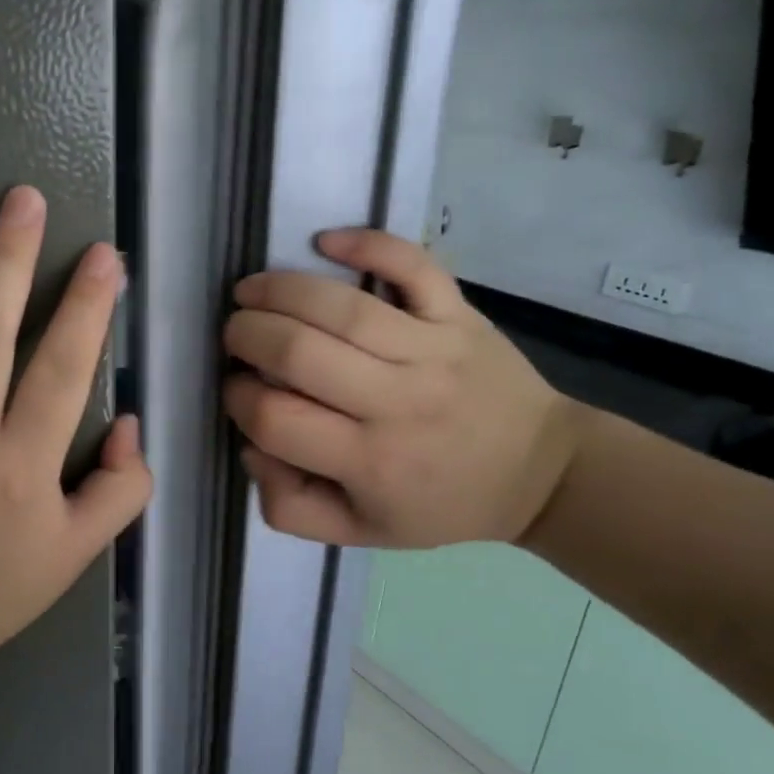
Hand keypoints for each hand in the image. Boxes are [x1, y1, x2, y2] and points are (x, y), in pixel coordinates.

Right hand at [222, 229, 581, 548]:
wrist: (539, 472)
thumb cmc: (440, 503)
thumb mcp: (360, 532)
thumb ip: (289, 506)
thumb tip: (251, 446)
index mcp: (369, 462)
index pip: (276, 420)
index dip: (239, 399)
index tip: (238, 390)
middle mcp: (398, 403)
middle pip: (298, 353)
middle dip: (247, 336)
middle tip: (234, 335)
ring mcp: (433, 350)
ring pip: (343, 308)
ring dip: (279, 290)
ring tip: (248, 292)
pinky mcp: (458, 314)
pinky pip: (412, 267)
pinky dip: (367, 244)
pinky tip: (324, 241)